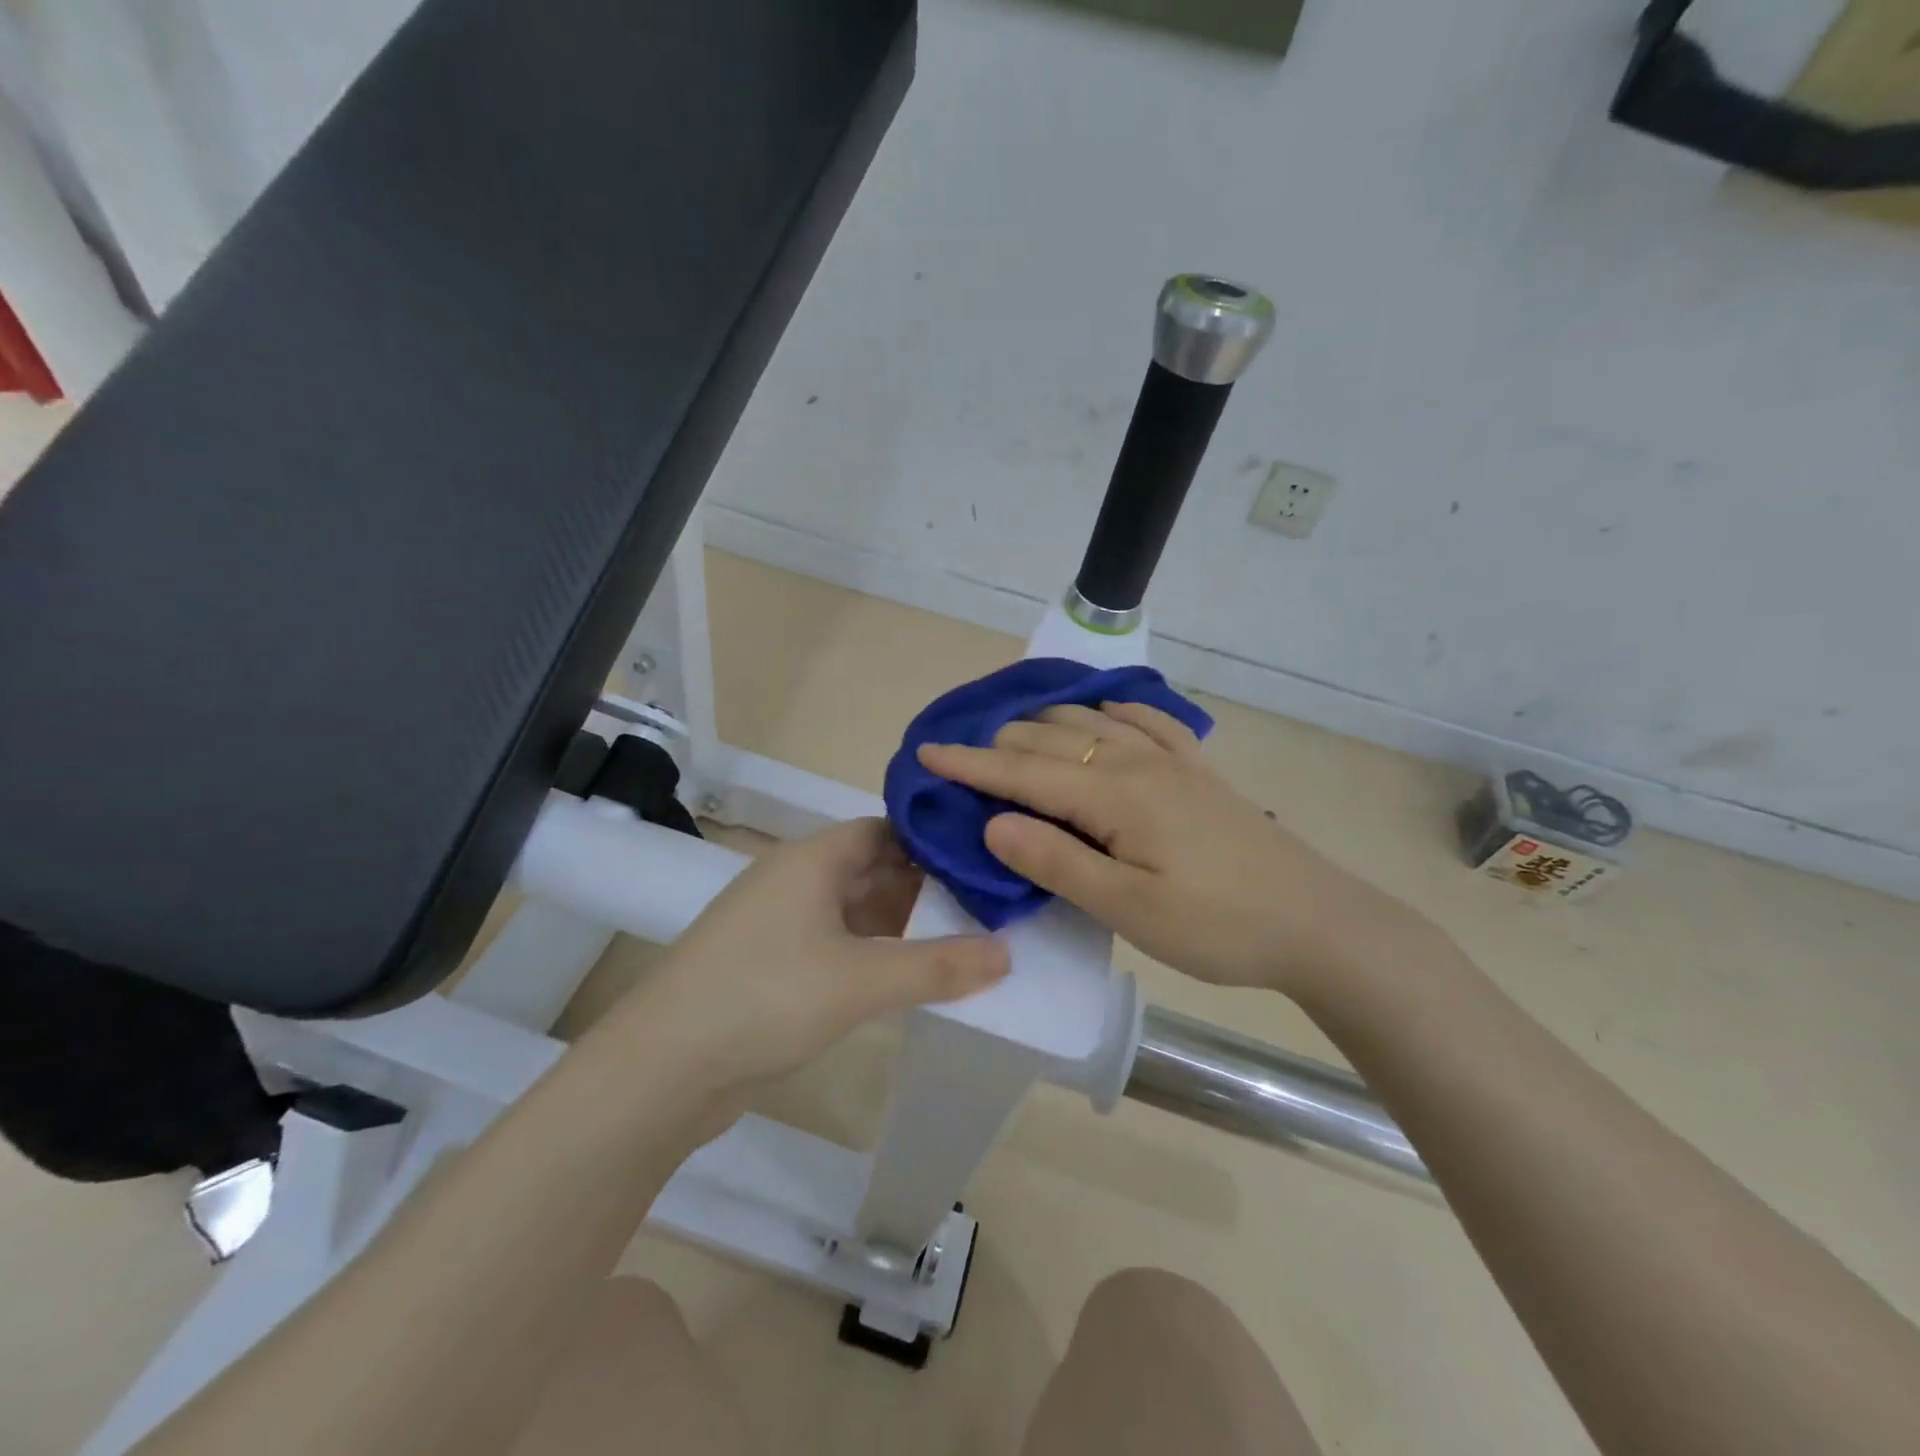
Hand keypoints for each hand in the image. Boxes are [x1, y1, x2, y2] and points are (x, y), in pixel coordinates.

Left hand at [615, 819, 1007, 1097]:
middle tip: (984, 908)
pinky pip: (834, 944)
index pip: (884, 830)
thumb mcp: (861, 980)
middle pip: (871, 869)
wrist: (661, 1068)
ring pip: (853, 909)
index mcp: (812, 860)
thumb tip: (1007, 953)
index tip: (981, 860)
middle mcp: (794, 879)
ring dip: (898, 926)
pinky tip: (904, 979)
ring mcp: (778, 922)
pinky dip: (870, 955)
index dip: (931, 841)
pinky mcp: (770, 964)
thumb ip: (938, 967)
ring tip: (958, 943)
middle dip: (924, 888)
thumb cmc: (765, 997)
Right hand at [917, 702, 1417, 998]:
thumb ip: (1056, 862)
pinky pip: (1146, 719)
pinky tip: (1102, 712)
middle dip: (997, 745)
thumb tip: (993, 821)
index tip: (924, 751)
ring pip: (1090, 722)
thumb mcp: (1128, 909)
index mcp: (1113, 795)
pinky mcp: (1197, 769)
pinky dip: (1109, 711)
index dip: (968, 763)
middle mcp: (1136, 762)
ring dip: (1043, 724)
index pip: (1022, 772)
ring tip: (1011, 737)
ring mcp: (1171, 759)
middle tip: (959, 760)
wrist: (1318, 923)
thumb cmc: (1217, 925)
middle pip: (1049, 739)